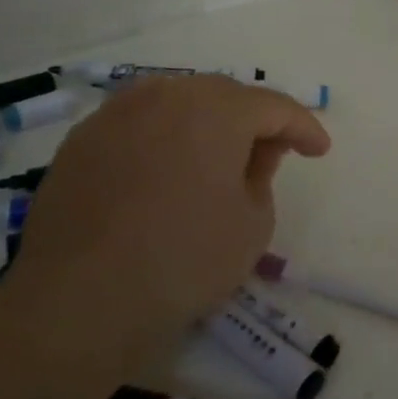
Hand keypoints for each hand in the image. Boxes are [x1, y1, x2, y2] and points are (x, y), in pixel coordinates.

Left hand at [10, 77, 331, 366]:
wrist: (77, 303)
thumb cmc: (184, 260)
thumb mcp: (253, 223)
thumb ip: (263, 175)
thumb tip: (253, 154)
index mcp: (217, 110)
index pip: (274, 106)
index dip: (303, 127)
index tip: (320, 150)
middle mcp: (166, 96)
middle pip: (224, 95)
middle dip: (253, 120)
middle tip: (271, 152)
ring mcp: (116, 115)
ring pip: (177, 102)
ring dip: (206, 122)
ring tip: (216, 156)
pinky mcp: (81, 142)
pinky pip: (138, 124)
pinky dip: (163, 138)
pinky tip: (166, 170)